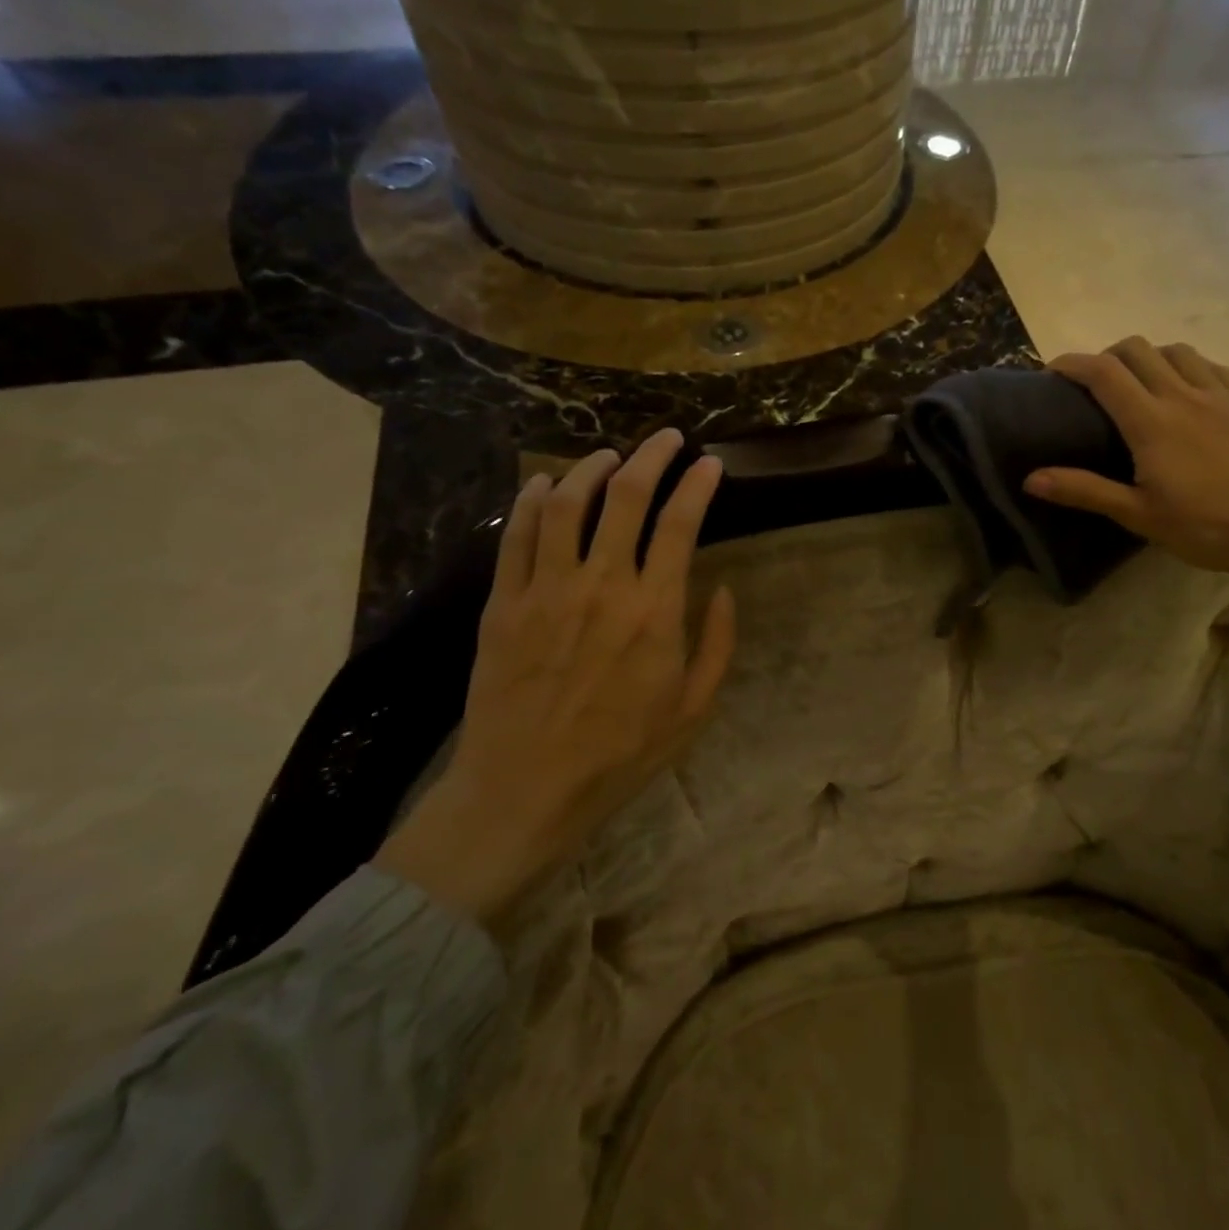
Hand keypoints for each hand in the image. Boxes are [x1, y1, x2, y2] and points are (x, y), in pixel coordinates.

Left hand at [375, 429, 734, 928]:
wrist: (525, 791)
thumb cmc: (620, 754)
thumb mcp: (693, 709)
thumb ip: (717, 644)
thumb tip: (725, 590)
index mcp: (654, 611)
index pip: (680, 524)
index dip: (698, 484)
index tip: (709, 463)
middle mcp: (601, 585)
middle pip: (625, 497)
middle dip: (651, 456)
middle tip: (667, 438)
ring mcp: (545, 590)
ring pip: (566, 503)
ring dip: (591, 468)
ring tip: (610, 456)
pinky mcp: (503, 603)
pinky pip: (516, 535)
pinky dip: (530, 500)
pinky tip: (543, 484)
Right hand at [1024, 338, 1228, 645]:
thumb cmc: (1208, 527)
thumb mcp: (1139, 515)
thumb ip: (1085, 491)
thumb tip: (1030, 479)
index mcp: (1151, 422)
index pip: (1102, 372)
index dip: (1072, 363)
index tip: (1052, 371)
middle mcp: (1183, 394)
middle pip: (1136, 349)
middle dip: (1106, 355)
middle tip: (1093, 384)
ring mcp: (1221, 393)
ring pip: (1175, 350)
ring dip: (1147, 356)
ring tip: (1139, 383)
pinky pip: (1210, 365)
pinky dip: (1185, 365)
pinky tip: (1187, 390)